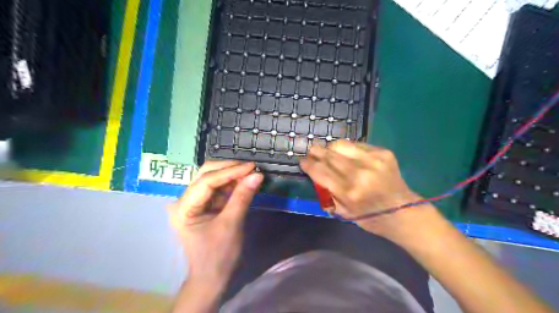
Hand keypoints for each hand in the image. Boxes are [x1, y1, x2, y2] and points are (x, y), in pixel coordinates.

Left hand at [166, 160, 263, 284]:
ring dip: (232, 175)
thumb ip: (242, 197)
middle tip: (252, 167)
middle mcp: (185, 200)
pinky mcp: (204, 205)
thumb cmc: (218, 255)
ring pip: (213, 179)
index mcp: (184, 208)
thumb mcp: (232, 224)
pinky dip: (232, 184)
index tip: (251, 166)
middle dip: (230, 169)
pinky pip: (219, 189)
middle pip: (206, 175)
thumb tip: (257, 175)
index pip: (206, 181)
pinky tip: (245, 180)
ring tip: (251, 172)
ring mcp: (194, 202)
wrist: (213, 277)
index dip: (230, 171)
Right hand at [302, 142, 430, 239]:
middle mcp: (360, 173)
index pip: (320, 171)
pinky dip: (348, 150)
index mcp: (349, 192)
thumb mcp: (343, 212)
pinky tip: (347, 156)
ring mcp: (373, 160)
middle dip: (316, 152)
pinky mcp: (383, 152)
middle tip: (311, 153)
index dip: (308, 165)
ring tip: (328, 153)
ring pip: (341, 145)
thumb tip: (315, 173)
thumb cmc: (370, 218)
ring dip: (330, 148)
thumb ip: (327, 192)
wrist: (403, 212)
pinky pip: (357, 145)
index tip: (302, 161)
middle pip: (329, 154)